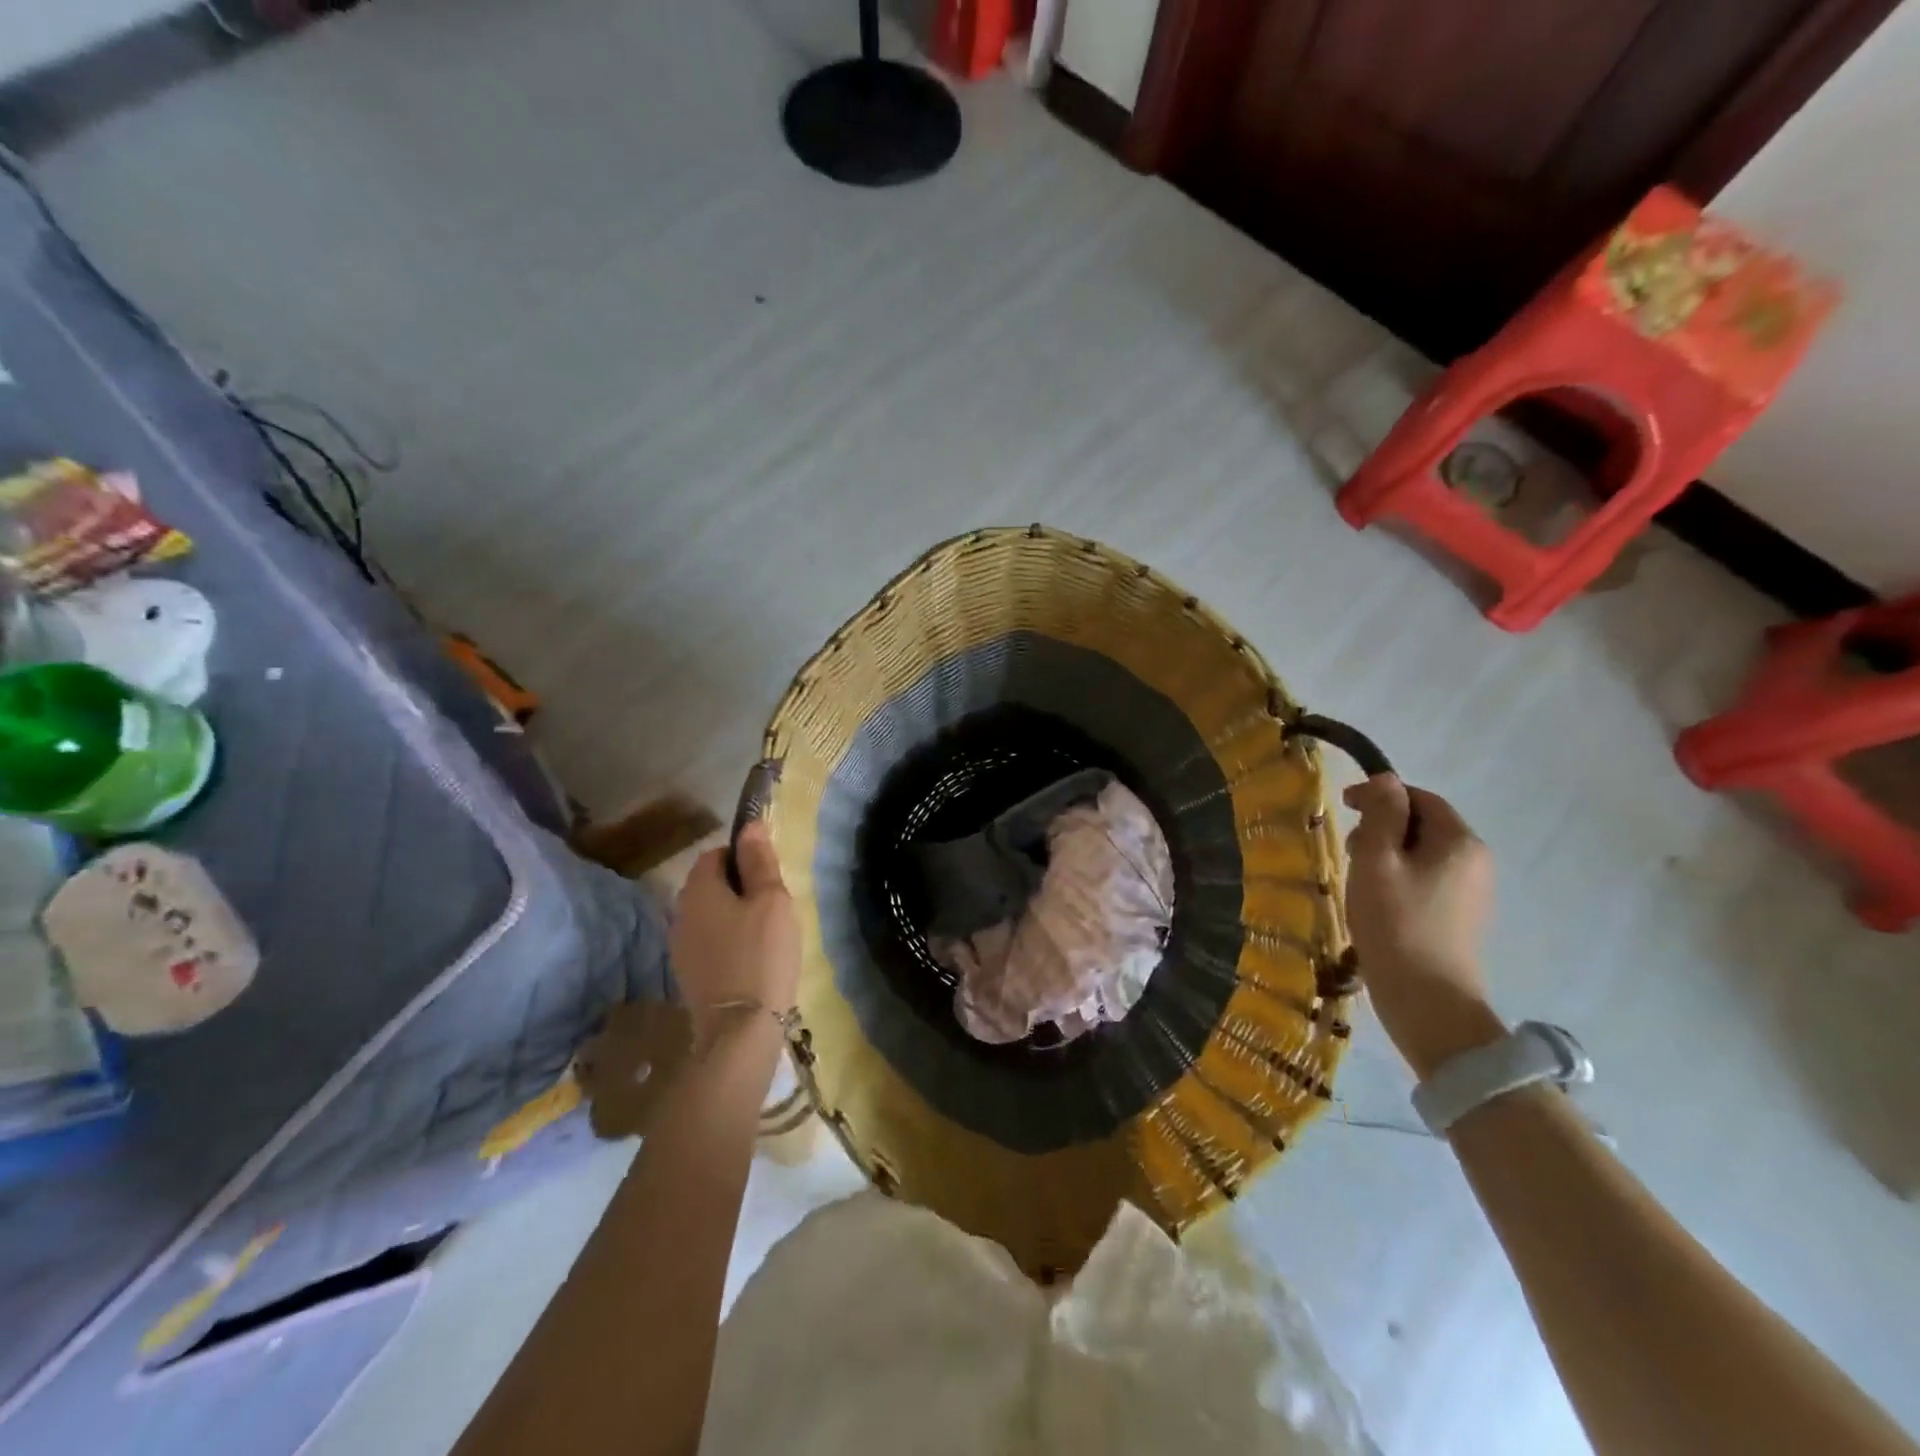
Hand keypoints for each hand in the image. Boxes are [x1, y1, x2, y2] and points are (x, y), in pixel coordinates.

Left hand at [670, 822, 800, 1043]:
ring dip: (736, 916)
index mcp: (698, 889)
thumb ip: (760, 861)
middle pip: (711, 885)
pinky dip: (730, 942)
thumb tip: (750, 825)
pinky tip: (753, 959)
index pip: (716, 854)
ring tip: (768, 934)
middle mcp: (680, 913)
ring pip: (711, 915)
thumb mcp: (771, 900)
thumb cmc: (761, 954)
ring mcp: (680, 946)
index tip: (770, 877)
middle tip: (774, 906)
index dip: (744, 858)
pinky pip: (710, 942)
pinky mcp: (689, 974)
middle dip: (740, 888)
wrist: (739, 1029)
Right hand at [1342, 775, 1501, 1078]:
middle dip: (1383, 826)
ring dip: (1388, 854)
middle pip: (1424, 825)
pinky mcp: (1460, 919)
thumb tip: (1385, 780)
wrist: (1427, 1000)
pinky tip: (1377, 902)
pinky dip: (1399, 879)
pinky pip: (1427, 881)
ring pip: (1423, 854)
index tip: (1342, 806)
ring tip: (1358, 878)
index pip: (1420, 797)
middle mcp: (1475, 861)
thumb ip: (1381, 815)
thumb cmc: (1395, 922)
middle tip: (1348, 848)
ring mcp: (1472, 893)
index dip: (1381, 794)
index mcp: (1459, 842)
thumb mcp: (1376, 859)